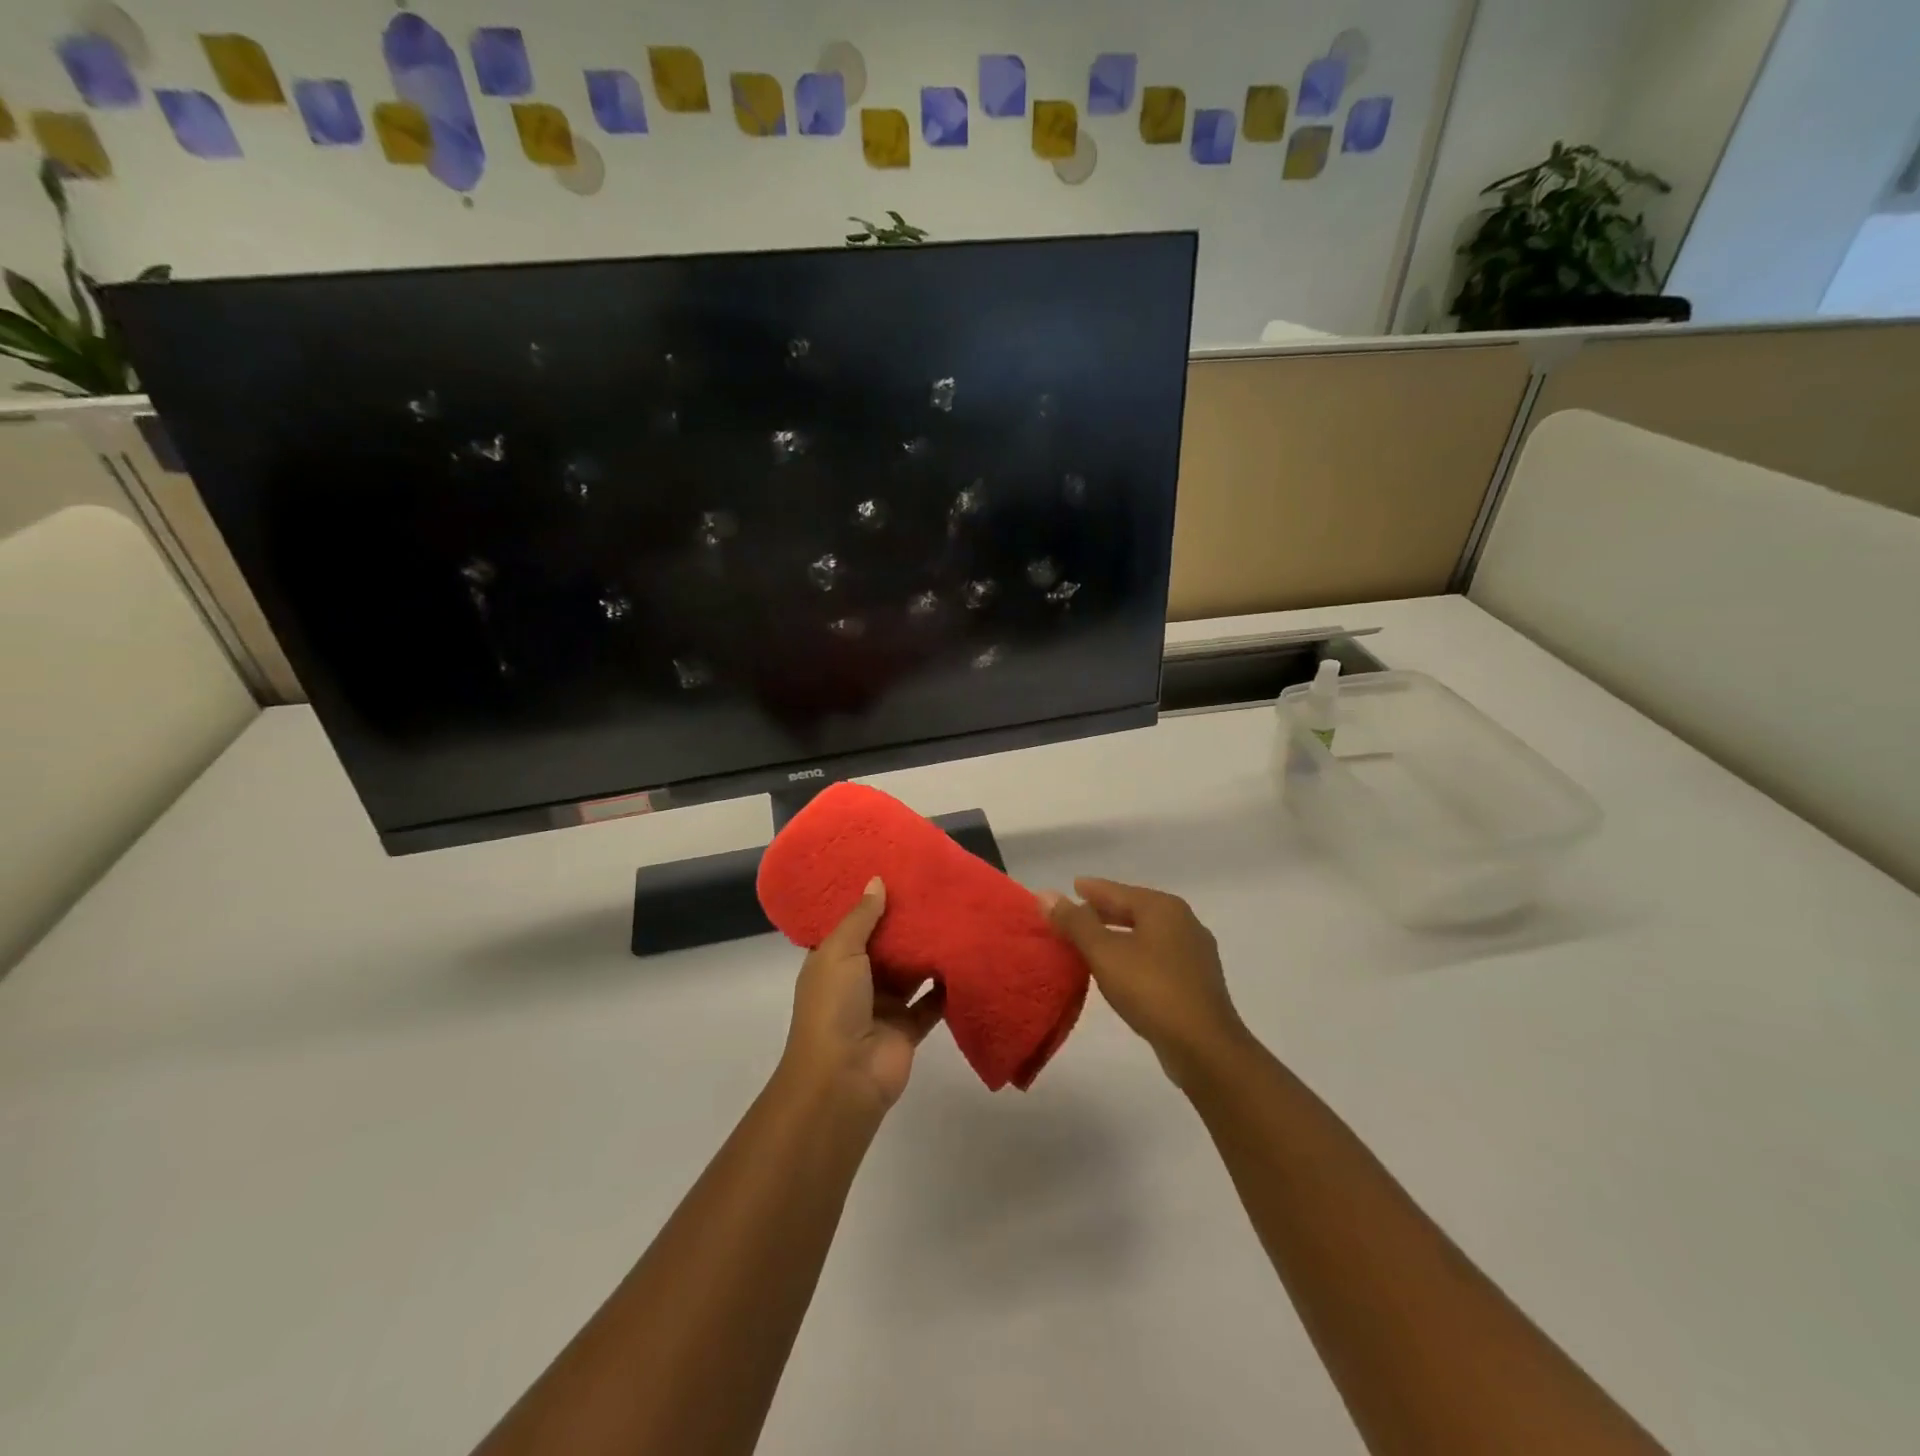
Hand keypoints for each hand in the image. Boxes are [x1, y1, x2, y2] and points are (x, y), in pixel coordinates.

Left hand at [781, 878, 945, 1114]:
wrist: (844, 1077)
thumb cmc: (833, 1006)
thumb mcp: (840, 952)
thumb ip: (862, 918)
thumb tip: (877, 880)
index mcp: (832, 962)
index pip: (852, 926)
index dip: (870, 904)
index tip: (894, 873)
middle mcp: (857, 981)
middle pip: (885, 947)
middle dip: (905, 924)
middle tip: (934, 889)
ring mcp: (884, 1006)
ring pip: (910, 972)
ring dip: (928, 952)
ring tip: (955, 916)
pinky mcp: (909, 1027)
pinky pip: (932, 1002)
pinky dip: (947, 985)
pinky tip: (966, 957)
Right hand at [1043, 878, 1247, 1083]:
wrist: (1204, 1047)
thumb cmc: (1151, 990)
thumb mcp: (1104, 953)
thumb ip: (1075, 923)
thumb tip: (1046, 894)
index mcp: (1163, 908)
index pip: (1117, 890)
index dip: (1091, 889)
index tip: (1071, 886)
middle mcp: (1183, 922)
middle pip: (1134, 909)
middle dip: (1104, 912)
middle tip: (1075, 915)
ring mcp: (1194, 952)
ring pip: (1147, 934)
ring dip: (1119, 935)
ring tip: (1092, 943)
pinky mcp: (1197, 981)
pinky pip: (1157, 956)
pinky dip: (1135, 954)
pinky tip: (1122, 970)